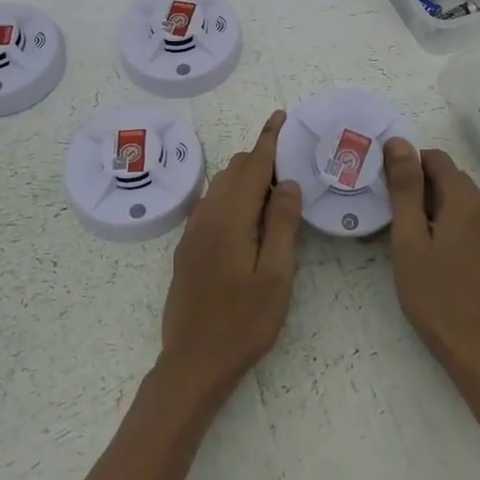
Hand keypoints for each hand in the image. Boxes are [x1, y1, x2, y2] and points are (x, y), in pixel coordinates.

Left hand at [158, 110, 301, 398]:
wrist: (193, 362)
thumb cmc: (243, 323)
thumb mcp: (276, 276)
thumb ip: (282, 224)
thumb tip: (289, 183)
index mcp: (231, 218)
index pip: (253, 166)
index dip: (269, 139)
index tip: (280, 116)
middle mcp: (207, 215)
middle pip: (235, 171)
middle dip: (261, 160)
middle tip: (292, 169)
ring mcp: (193, 231)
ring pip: (221, 186)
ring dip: (246, 179)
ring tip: (275, 194)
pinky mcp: (187, 247)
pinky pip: (211, 205)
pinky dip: (232, 197)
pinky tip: (248, 219)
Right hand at [383, 140, 479, 374]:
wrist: (472, 345)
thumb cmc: (433, 293)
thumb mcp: (409, 238)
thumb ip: (405, 187)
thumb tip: (400, 142)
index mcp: (467, 200)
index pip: (435, 159)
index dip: (408, 168)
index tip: (387, 194)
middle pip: (448, 178)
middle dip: (419, 190)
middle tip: (393, 222)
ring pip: (458, 199)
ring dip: (432, 208)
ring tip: (409, 240)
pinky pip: (469, 219)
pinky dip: (448, 223)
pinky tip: (432, 251)